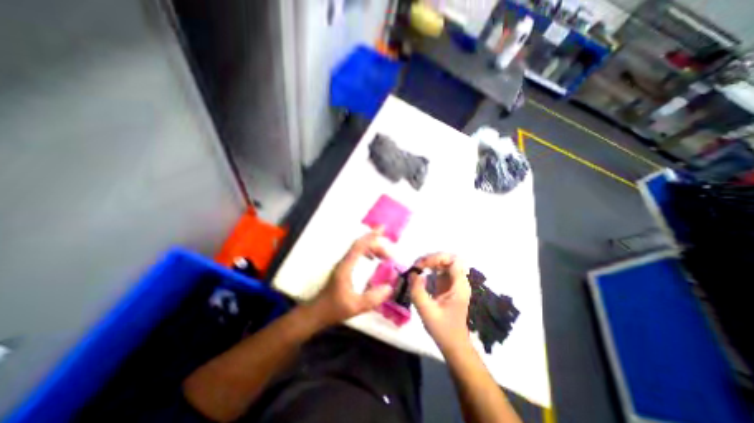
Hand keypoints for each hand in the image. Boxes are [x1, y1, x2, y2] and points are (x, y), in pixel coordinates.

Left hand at [310, 227, 396, 327]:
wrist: (317, 312)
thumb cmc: (334, 309)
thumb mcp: (355, 307)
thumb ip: (372, 299)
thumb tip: (389, 287)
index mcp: (346, 267)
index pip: (359, 246)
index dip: (371, 236)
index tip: (382, 229)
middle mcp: (344, 262)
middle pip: (361, 246)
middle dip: (376, 245)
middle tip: (390, 255)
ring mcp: (343, 264)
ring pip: (359, 249)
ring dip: (372, 248)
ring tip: (385, 256)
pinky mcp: (344, 268)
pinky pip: (358, 254)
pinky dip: (368, 253)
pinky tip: (374, 259)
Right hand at [410, 255, 469, 353]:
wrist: (454, 344)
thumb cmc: (443, 329)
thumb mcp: (427, 311)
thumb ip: (418, 291)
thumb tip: (412, 273)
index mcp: (459, 286)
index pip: (453, 260)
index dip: (437, 258)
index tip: (422, 265)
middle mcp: (459, 281)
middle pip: (448, 258)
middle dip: (432, 258)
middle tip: (417, 266)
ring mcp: (454, 283)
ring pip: (444, 262)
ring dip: (430, 261)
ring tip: (417, 268)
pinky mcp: (448, 285)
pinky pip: (440, 269)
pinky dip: (430, 267)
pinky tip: (420, 272)